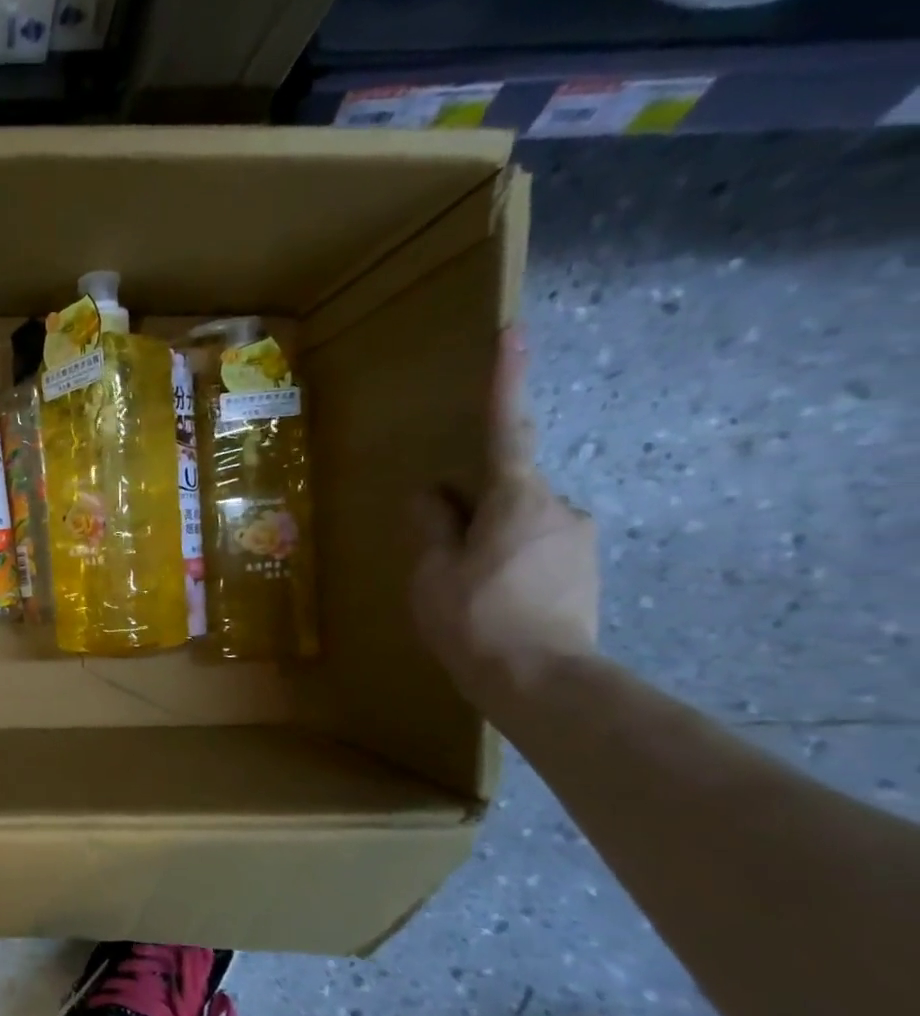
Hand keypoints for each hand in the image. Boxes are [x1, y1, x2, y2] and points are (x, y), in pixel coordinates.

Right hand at [410, 329, 598, 711]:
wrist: (543, 684)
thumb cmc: (476, 620)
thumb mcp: (433, 573)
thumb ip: (431, 526)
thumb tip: (430, 495)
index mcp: (516, 498)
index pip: (505, 428)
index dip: (506, 379)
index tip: (514, 331)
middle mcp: (559, 507)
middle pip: (505, 490)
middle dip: (473, 510)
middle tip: (442, 556)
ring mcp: (578, 540)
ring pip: (520, 524)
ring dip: (489, 543)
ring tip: (463, 593)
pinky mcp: (585, 572)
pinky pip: (536, 551)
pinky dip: (508, 566)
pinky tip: (491, 606)